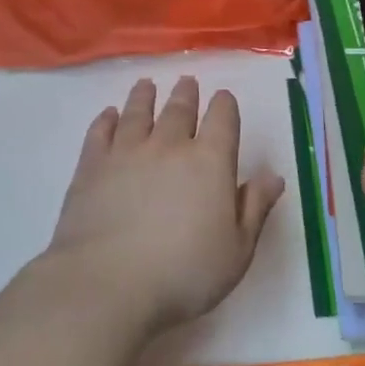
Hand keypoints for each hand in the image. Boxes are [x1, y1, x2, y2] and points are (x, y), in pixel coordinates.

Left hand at [45, 75, 285, 335]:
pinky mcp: (91, 167)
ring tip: (146, 85)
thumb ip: (255, 208)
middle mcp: (169, 146)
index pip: (223, 119)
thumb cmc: (184, 273)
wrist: (108, 284)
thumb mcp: (237, 250)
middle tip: (187, 82)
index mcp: (210, 162)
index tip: (224, 98)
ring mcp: (126, 153)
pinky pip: (100, 133)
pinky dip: (106, 120)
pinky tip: (109, 115)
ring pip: (138, 113)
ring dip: (145, 96)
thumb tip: (273, 176)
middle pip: (180, 110)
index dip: (225, 105)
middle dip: (186, 94)